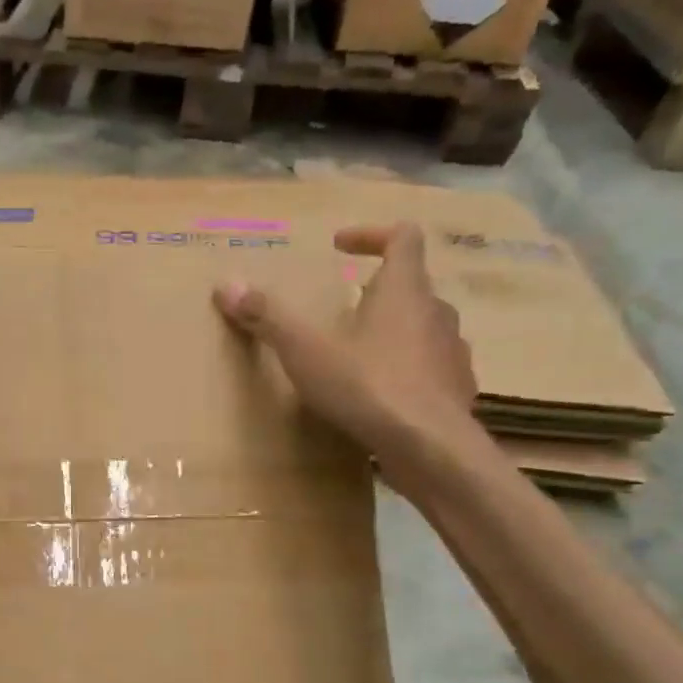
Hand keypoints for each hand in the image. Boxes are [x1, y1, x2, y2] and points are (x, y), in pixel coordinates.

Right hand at [214, 221, 480, 486]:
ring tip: (357, 355)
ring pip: (422, 328)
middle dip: (375, 292)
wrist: (430, 448)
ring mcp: (451, 353)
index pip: (403, 237)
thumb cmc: (368, 386)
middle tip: (341, 309)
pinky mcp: (456, 390)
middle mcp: (436, 312)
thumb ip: (268, 317)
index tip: (340, 245)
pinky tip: (380, 396)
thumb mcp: (306, 351)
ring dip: (392, 332)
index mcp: (404, 291)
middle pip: (411, 286)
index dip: (371, 234)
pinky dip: (405, 371)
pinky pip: (429, 368)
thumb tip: (227, 284)